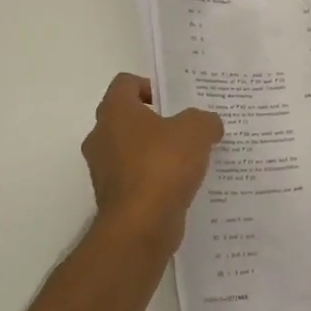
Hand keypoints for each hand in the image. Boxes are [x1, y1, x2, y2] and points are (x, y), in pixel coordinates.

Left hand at [81, 74, 223, 255]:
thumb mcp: (196, 130)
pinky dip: (155, 179)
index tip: (174, 101)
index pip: (125, 83)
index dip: (150, 85)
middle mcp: (101, 136)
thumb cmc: (163, 165)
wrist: (140, 227)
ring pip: (131, 150)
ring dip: (156, 152)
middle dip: (156, 121)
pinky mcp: (113, 198)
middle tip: (186, 128)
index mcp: (115, 111)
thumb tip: (209, 125)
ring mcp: (103, 170)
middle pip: (127, 117)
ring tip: (189, 158)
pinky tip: (181, 185)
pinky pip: (136, 178)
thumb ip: (204, 120)